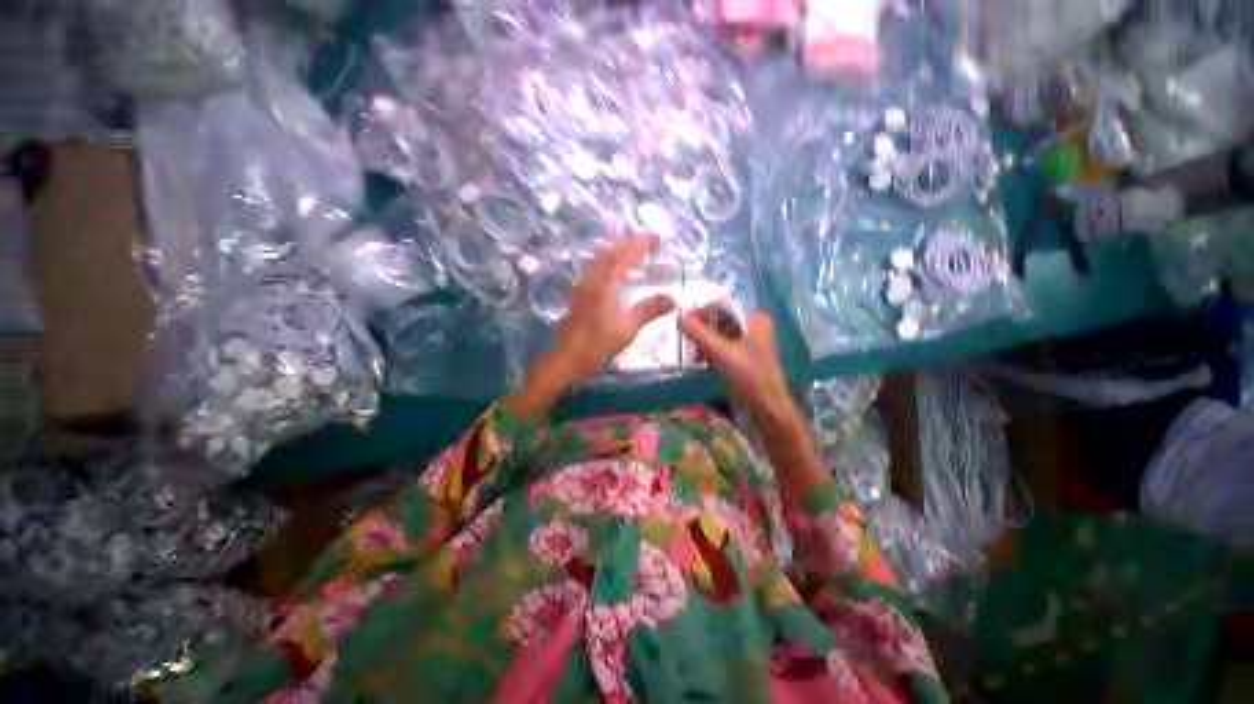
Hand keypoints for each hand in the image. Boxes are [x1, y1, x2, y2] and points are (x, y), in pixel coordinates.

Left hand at [507, 235, 674, 416]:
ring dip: (616, 250)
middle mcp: (593, 278)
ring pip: (599, 257)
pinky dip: (606, 262)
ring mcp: (583, 284)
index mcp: (607, 282)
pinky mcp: (578, 293)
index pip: (626, 254)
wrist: (569, 356)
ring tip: (631, 254)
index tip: (658, 242)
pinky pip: (593, 268)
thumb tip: (673, 298)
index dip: (642, 244)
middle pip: (610, 250)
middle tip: (647, 244)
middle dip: (629, 242)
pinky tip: (611, 272)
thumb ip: (650, 309)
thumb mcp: (629, 327)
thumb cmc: (599, 342)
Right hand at [681, 306, 827, 500]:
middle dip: (703, 330)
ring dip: (705, 342)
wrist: (767, 407)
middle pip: (721, 320)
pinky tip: (703, 361)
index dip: (701, 313)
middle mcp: (755, 326)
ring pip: (721, 334)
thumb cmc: (748, 375)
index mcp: (755, 318)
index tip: (684, 325)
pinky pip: (724, 346)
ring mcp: (751, 342)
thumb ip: (699, 333)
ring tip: (695, 354)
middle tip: (688, 341)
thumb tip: (679, 317)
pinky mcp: (746, 356)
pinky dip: (712, 351)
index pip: (722, 306)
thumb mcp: (721, 351)